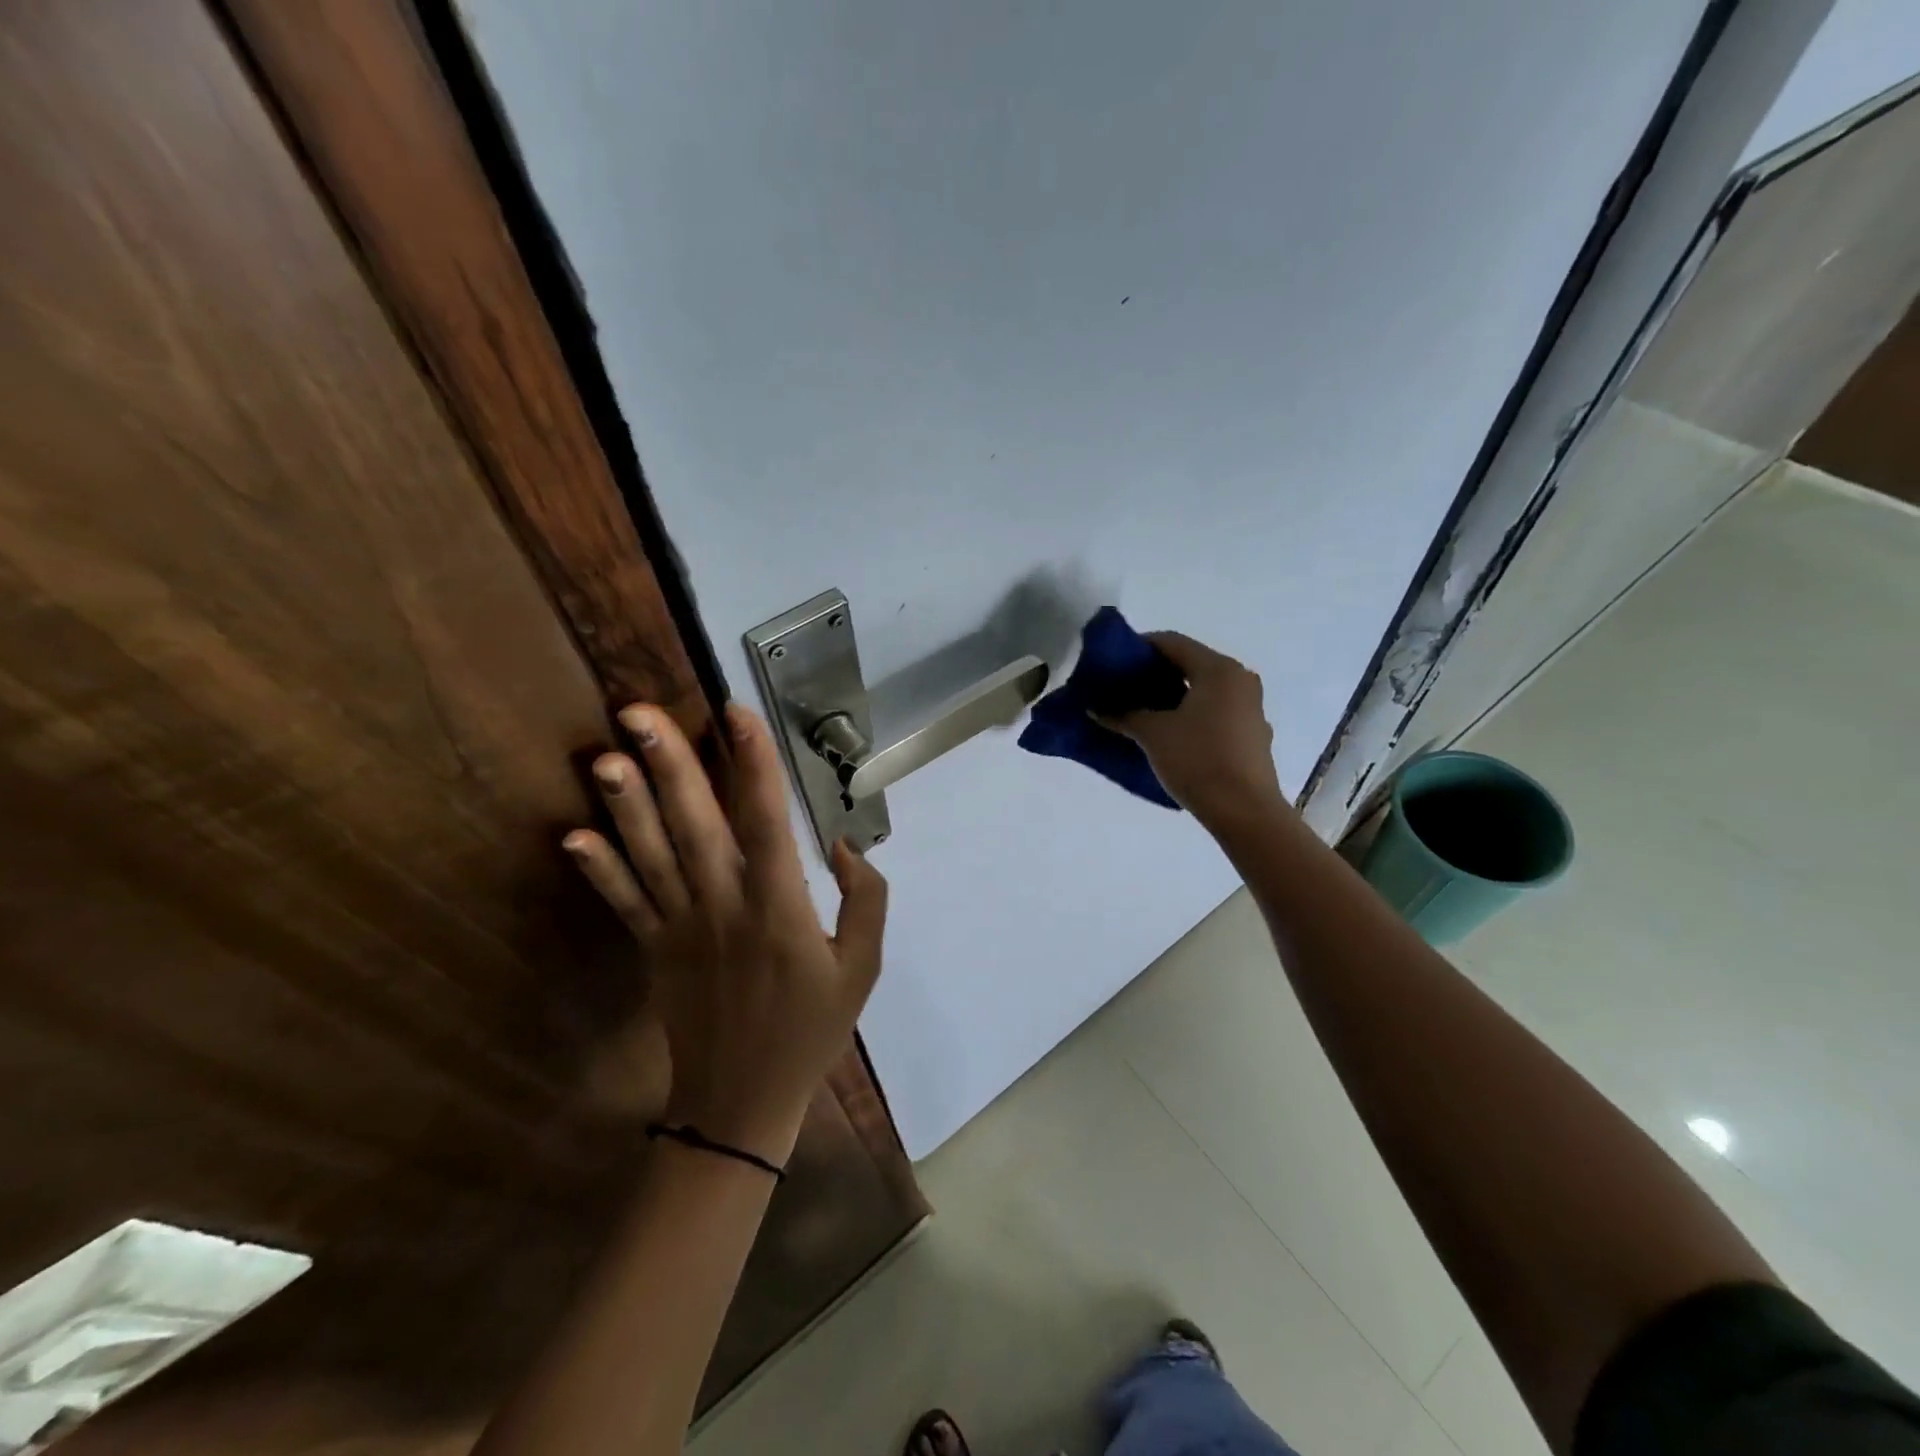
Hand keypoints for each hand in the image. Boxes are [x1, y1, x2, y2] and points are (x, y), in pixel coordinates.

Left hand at [563, 702, 887, 1166]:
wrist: (742, 1103)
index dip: (754, 764)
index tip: (736, 714)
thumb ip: (867, 901)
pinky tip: (573, 836)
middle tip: (638, 712)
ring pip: (652, 856)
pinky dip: (599, 870)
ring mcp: (681, 928)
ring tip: (605, 756)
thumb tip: (845, 845)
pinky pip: (625, 903)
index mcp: (780, 909)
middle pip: (695, 826)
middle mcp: (725, 907)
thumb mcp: (864, 968)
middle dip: (670, 766)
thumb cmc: (810, 1029)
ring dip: (626, 805)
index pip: (767, 822)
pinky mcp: (654, 949)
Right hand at [1104, 632, 1285, 828]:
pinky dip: (1191, 715)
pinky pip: (1215, 712)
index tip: (1114, 661)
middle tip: (1123, 686)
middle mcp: (1240, 681)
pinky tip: (1170, 734)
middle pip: (1190, 664)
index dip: (1140, 647)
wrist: (1244, 812)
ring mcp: (1250, 709)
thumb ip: (1123, 714)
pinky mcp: (1252, 735)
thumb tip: (1096, 707)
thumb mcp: (1153, 734)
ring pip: (1204, 690)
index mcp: (1219, 670)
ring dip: (1173, 696)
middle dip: (1155, 673)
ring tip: (1142, 711)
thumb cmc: (1198, 760)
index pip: (1173, 642)